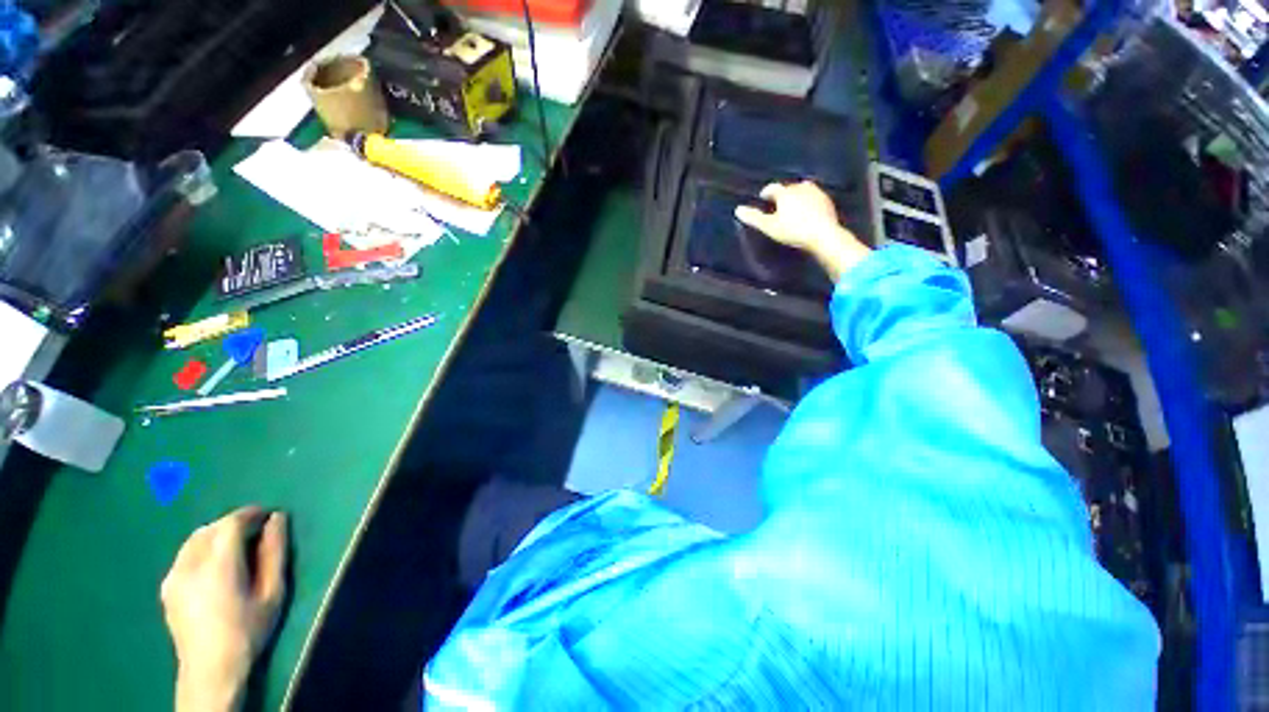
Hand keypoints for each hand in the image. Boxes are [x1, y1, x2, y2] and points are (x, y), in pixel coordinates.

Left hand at [161, 507, 288, 711]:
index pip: (231, 523)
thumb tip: (277, 518)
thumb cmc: (248, 630)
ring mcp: (173, 576)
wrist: (211, 670)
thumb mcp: (272, 592)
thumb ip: (274, 552)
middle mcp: (189, 564)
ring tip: (236, 547)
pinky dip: (202, 549)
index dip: (251, 513)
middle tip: (256, 532)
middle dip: (234, 524)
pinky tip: (214, 566)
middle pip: (211, 528)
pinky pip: (185, 555)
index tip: (269, 515)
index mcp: (217, 564)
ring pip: (194, 540)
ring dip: (217, 535)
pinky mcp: (166, 587)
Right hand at [735, 181, 869, 281]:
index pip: (772, 188)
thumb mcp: (769, 227)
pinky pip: (814, 198)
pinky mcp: (827, 201)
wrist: (823, 235)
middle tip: (777, 205)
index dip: (766, 193)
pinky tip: (807, 212)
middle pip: (788, 188)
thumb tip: (737, 210)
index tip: (762, 198)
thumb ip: (754, 218)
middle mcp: (801, 187)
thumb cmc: (793, 231)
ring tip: (792, 206)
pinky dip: (808, 202)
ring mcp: (816, 193)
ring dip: (796, 196)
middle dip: (782, 194)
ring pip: (803, 190)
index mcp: (785, 192)